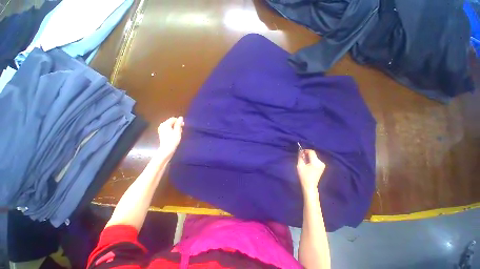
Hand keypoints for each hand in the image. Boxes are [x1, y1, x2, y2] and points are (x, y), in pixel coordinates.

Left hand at [157, 116, 183, 157]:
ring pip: (170, 126)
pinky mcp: (162, 133)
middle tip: (181, 130)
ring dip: (175, 128)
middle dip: (177, 125)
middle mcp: (162, 125)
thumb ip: (179, 124)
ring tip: (179, 133)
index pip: (173, 119)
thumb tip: (181, 117)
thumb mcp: (177, 131)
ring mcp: (161, 130)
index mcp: (165, 124)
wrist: (167, 149)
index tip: (183, 126)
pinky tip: (175, 135)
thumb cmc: (173, 140)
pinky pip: (168, 129)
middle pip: (171, 122)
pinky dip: (172, 130)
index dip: (179, 121)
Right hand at [297, 149, 325, 191]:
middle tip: (302, 157)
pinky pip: (316, 160)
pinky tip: (308, 165)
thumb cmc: (303, 176)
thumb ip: (300, 157)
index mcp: (315, 162)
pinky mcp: (322, 167)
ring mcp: (323, 165)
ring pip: (315, 157)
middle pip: (313, 154)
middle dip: (307, 154)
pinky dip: (312, 160)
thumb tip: (301, 151)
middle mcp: (321, 162)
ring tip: (305, 162)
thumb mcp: (300, 165)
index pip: (311, 152)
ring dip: (309, 157)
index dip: (306, 150)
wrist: (310, 185)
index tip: (301, 152)